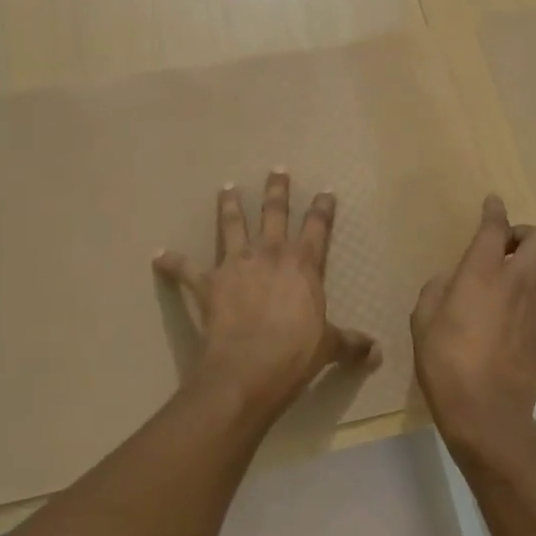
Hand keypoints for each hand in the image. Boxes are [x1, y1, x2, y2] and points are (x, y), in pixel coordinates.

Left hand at [153, 170, 377, 416]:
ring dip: (229, 206)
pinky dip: (172, 263)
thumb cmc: (296, 352)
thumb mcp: (328, 346)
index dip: (322, 208)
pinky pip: (186, 270)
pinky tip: (159, 257)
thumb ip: (350, 344)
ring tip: (226, 188)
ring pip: (232, 225)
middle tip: (276, 170)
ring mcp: (236, 264)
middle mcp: (270, 254)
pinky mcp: (208, 282)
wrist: (250, 365)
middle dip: (277, 190)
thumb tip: (376, 353)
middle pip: (274, 212)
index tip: (325, 191)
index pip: (318, 227)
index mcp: (303, 264)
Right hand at [412, 194, 535, 472]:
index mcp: (481, 273)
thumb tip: (450, 282)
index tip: (493, 202)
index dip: (495, 210)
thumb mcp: (422, 322)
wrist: (487, 414)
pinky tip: (522, 303)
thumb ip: (435, 291)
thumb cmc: (445, 364)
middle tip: (506, 246)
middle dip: (526, 233)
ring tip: (519, 272)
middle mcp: (517, 281)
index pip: (495, 228)